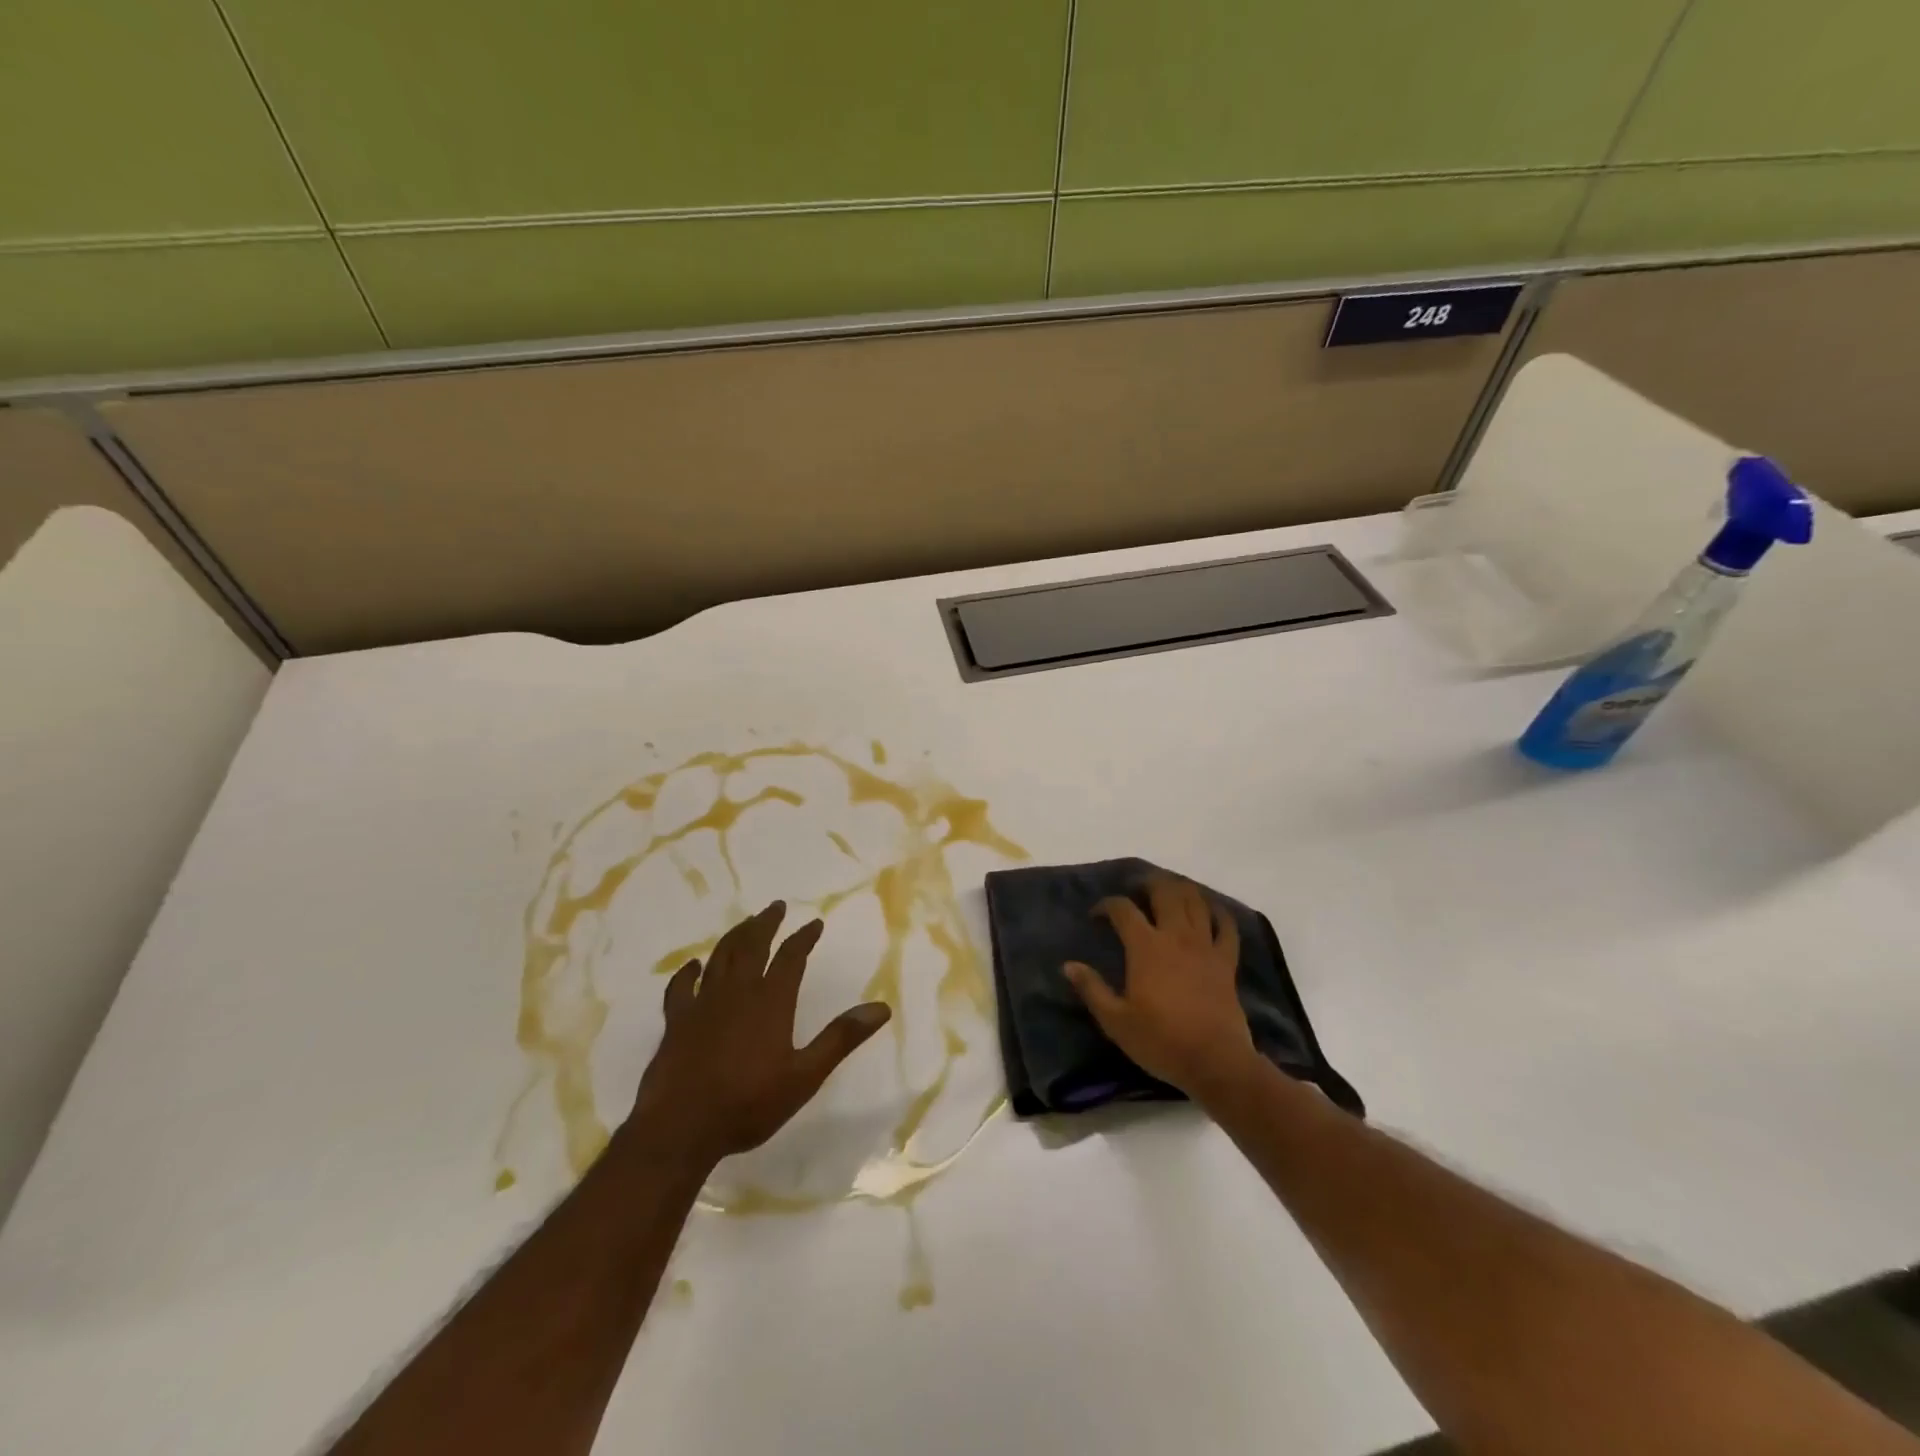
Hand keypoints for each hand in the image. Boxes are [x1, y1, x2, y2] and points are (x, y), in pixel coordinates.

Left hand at [629, 902, 890, 1168]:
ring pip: (720, 957)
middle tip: (776, 906)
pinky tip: (694, 965)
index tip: (815, 922)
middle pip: (752, 945)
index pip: (791, 957)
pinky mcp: (676, 1021)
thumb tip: (881, 1008)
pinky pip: (681, 987)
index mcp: (771, 1001)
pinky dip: (688, 972)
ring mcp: (703, 1004)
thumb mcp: (805, 1076)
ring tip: (746, 923)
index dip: (804, 937)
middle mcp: (737, 992)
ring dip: (735, 936)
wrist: (680, 1128)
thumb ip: (841, 1038)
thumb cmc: (748, 1104)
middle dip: (766, 923)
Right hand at [1063, 876, 1259, 1102]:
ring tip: (1170, 891)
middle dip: (1148, 883)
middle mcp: (1175, 936)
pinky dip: (1219, 913)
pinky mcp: (1226, 961)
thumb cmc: (1161, 1041)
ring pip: (1196, 901)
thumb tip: (1068, 965)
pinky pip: (1227, 927)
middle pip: (1165, 892)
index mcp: (1145, 947)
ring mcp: (1205, 946)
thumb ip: (1092, 989)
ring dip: (1181, 889)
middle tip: (1137, 888)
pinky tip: (1212, 910)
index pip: (1123, 910)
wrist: (1215, 1062)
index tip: (1096, 915)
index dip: (1107, 905)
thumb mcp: (1116, 1021)